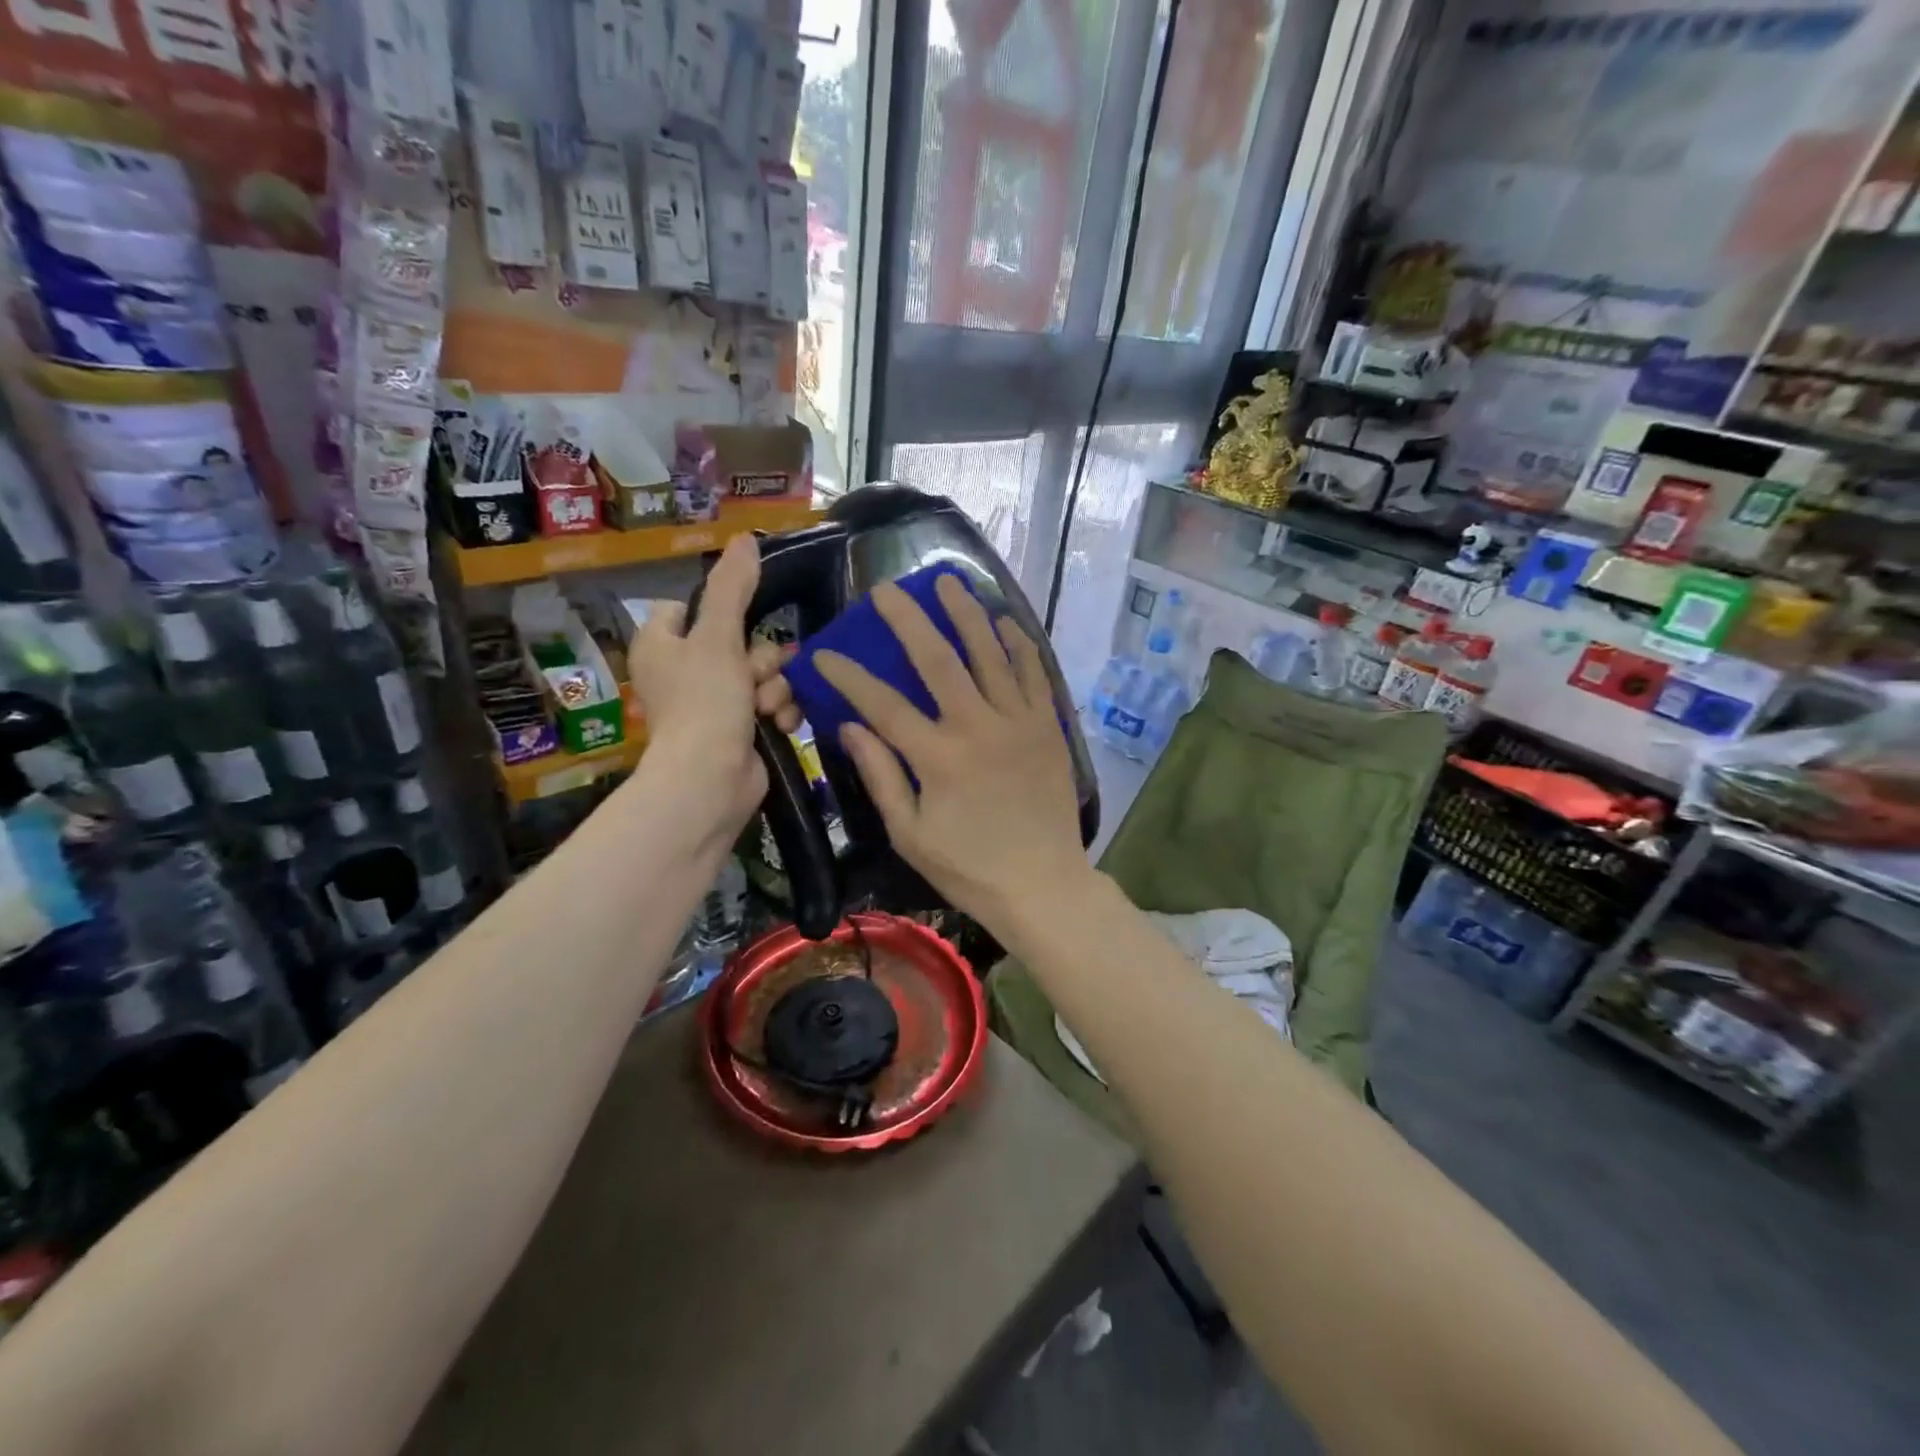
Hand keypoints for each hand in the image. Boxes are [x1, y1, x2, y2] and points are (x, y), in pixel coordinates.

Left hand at [624, 534, 800, 839]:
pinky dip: (779, 712)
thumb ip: (733, 588)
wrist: (711, 781)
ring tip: (768, 707)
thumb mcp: (718, 636)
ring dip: (774, 688)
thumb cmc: (705, 702)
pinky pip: (770, 705)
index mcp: (661, 644)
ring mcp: (712, 705)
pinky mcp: (739, 731)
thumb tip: (745, 537)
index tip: (740, 621)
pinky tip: (781, 724)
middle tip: (756, 675)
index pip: (687, 607)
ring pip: (761, 675)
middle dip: (760, 659)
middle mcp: (682, 672)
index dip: (718, 612)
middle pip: (737, 641)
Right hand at [813, 574, 1089, 932]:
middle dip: (908, 620)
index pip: (883, 704)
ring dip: (966, 614)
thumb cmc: (968, 867)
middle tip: (887, 589)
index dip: (849, 675)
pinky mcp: (1048, 726)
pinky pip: (1034, 673)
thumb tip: (849, 726)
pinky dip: (1018, 644)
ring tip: (947, 582)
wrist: (1042, 884)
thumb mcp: (910, 834)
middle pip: (938, 660)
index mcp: (938, 758)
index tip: (824, 652)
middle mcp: (979, 728)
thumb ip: (880, 776)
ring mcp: (1019, 722)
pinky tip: (1003, 620)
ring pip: (990, 654)